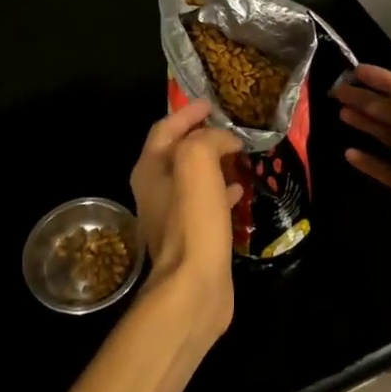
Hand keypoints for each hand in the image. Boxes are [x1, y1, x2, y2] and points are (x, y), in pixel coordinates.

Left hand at [129, 99, 242, 337]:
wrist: (194, 289)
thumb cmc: (192, 220)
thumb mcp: (197, 162)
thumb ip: (208, 139)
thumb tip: (225, 140)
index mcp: (149, 170)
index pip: (165, 128)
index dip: (187, 113)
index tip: (211, 103)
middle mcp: (155, 191)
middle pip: (178, 152)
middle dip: (202, 136)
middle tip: (229, 126)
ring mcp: (172, 217)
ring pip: (193, 178)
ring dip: (214, 162)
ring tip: (239, 153)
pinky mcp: (192, 237)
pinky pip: (206, 203)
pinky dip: (222, 189)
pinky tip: (241, 189)